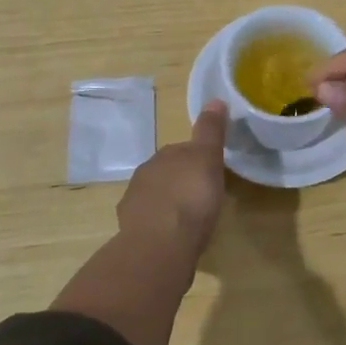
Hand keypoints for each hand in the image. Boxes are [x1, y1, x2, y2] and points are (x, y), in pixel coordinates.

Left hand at [117, 100, 227, 255]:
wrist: (159, 245)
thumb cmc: (190, 198)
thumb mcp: (208, 158)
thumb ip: (210, 131)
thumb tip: (214, 99)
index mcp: (165, 155)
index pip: (182, 149)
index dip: (197, 158)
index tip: (211, 171)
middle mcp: (145, 173)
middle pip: (167, 172)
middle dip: (182, 180)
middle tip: (203, 195)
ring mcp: (134, 203)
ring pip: (156, 196)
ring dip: (169, 203)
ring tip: (188, 219)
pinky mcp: (130, 231)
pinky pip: (149, 222)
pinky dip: (159, 226)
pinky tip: (172, 238)